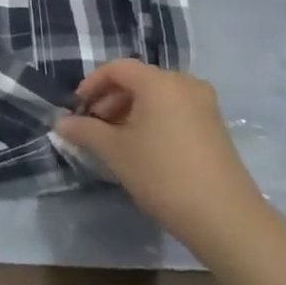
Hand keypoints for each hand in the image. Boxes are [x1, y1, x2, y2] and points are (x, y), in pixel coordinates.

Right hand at [57, 59, 263, 252]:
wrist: (224, 217)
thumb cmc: (162, 174)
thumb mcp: (116, 152)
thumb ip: (85, 131)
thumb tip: (61, 123)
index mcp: (159, 81)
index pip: (117, 68)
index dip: (92, 84)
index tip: (77, 108)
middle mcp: (184, 83)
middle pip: (139, 80)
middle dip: (111, 100)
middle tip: (94, 127)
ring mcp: (204, 103)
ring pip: (157, 96)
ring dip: (131, 111)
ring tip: (116, 141)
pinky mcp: (215, 125)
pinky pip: (175, 110)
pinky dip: (154, 120)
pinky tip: (144, 148)